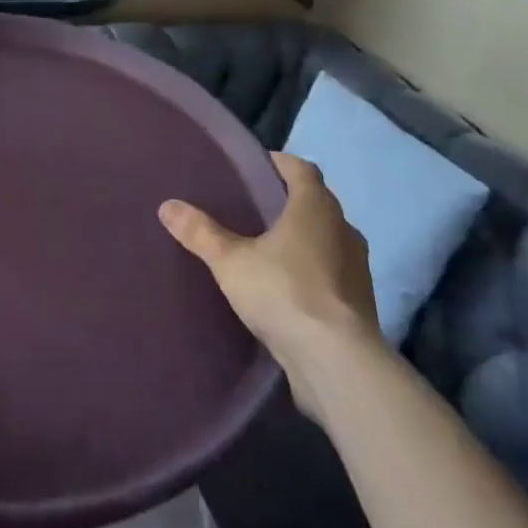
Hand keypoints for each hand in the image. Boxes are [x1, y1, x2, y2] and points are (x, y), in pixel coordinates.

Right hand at [159, 153, 379, 372]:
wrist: (338, 364)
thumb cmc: (285, 292)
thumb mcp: (231, 261)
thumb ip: (201, 232)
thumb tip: (167, 206)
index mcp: (316, 207)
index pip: (301, 169)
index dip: (279, 163)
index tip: (253, 167)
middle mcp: (343, 229)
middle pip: (315, 203)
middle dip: (287, 202)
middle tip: (252, 207)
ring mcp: (357, 269)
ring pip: (327, 240)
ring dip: (303, 240)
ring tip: (266, 248)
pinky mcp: (359, 305)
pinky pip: (332, 274)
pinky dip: (312, 273)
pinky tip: (285, 288)